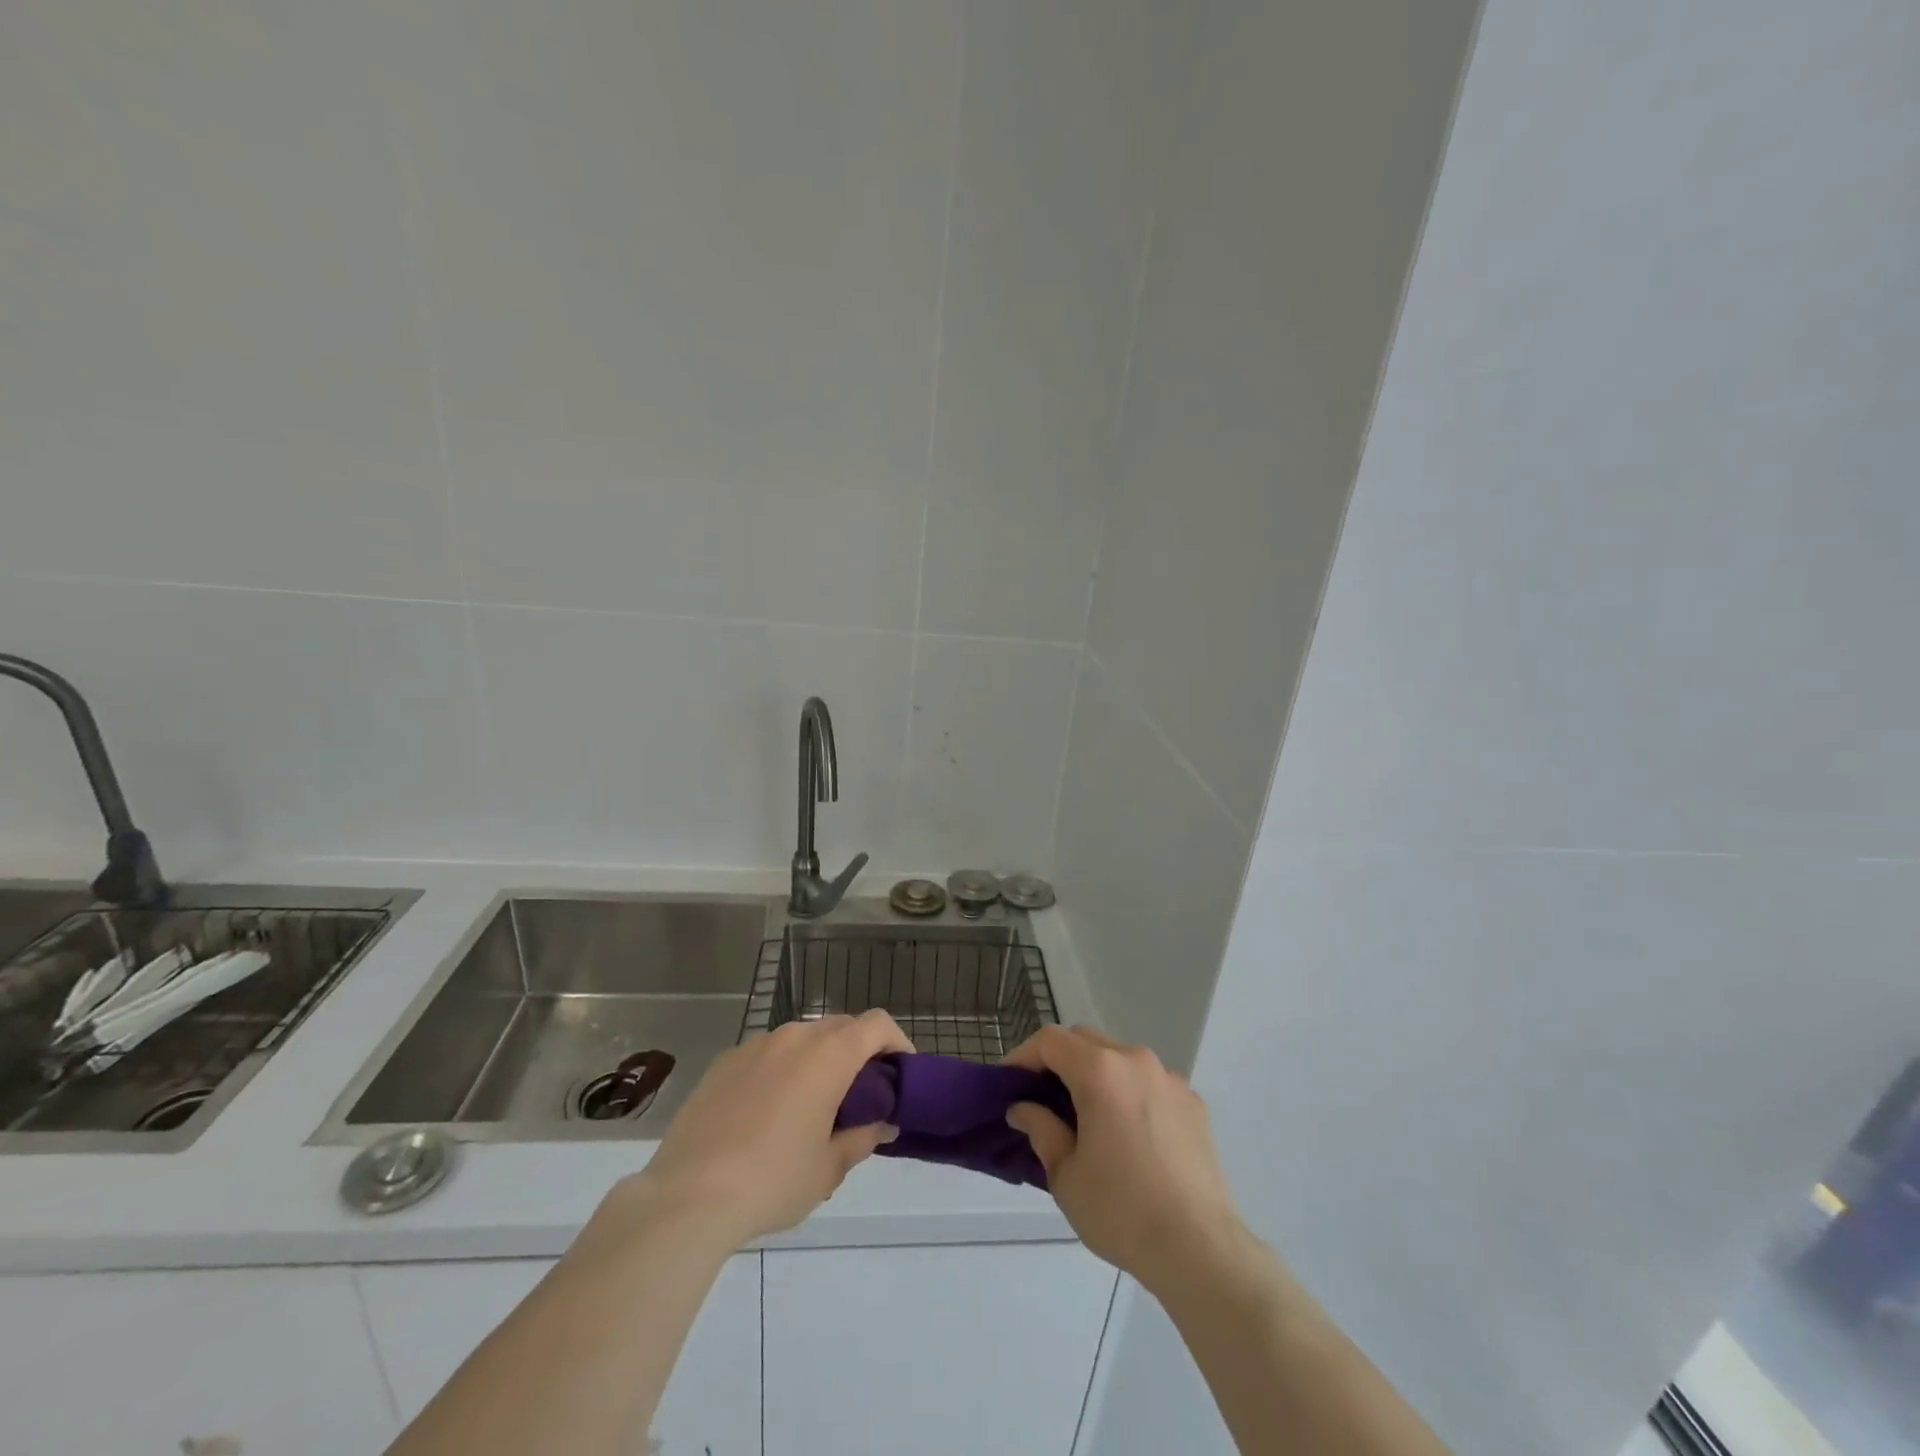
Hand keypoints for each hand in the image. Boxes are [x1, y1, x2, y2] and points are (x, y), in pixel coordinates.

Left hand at [634, 1012, 912, 1247]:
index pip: (877, 1025)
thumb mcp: (828, 1168)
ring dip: (819, 1059)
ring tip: (813, 1103)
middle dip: (859, 1052)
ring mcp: (755, 1045)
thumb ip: (862, 1138)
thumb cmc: (773, 1180)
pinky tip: (768, 1111)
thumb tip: (882, 1124)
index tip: (902, 1072)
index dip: (897, 1041)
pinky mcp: (724, 1061)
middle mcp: (794, 1037)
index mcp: (828, 1055)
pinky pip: (767, 1053)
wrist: (688, 1196)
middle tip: (862, 1094)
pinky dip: (782, 1069)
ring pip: (802, 1038)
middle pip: (841, 1027)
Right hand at [1004, 1025, 1244, 1295]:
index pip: (1051, 1041)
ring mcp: (1169, 1079)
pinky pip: (1149, 1082)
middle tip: (1041, 1096)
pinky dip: (1128, 1092)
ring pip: (1119, 1057)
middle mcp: (1136, 1061)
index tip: (1009, 1083)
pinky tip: (1126, 1133)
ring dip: (1095, 1073)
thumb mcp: (1065, 1175)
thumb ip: (1041, 1129)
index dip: (1023, 1056)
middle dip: (1058, 1060)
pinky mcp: (1193, 1103)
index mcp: (1101, 1071)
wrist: (1200, 1249)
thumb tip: (1024, 1109)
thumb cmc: (1121, 1211)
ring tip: (1085, 1115)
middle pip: (1085, 1041)